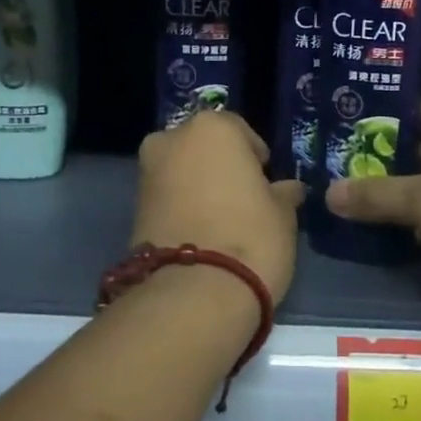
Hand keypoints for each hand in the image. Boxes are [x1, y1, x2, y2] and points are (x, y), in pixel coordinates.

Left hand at [132, 112, 306, 306]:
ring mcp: (147, 173)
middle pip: (203, 148)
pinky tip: (201, 235)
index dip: (256, 157)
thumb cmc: (251, 237)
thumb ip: (283, 193)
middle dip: (220, 167)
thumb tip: (287, 189)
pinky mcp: (133, 208)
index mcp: (212, 127)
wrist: (194, 293)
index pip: (240, 131)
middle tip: (242, 199)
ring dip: (199, 188)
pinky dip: (182, 208)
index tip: (266, 182)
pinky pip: (167, 198)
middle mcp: (172, 139)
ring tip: (222, 221)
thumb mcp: (283, 213)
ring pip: (182, 172)